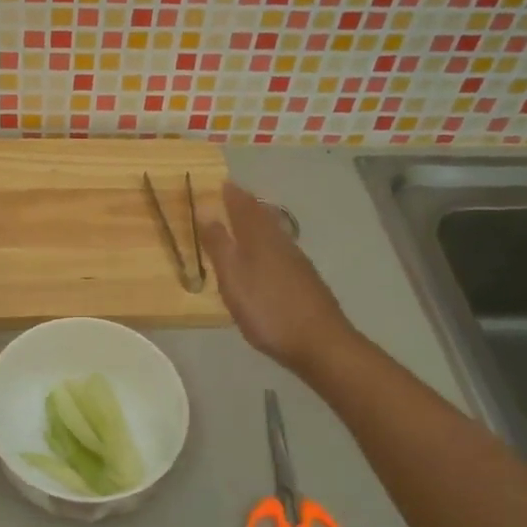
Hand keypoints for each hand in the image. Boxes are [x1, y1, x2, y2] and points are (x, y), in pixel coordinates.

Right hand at [200, 182, 352, 372]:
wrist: (320, 342)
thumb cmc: (267, 309)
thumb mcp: (233, 278)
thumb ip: (219, 245)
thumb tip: (206, 210)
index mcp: (260, 239)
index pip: (244, 207)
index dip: (233, 195)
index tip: (223, 183)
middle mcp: (280, 243)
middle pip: (263, 216)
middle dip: (247, 204)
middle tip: (234, 196)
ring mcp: (297, 262)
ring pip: (275, 232)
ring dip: (260, 221)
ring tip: (247, 220)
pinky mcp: (306, 280)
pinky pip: (282, 249)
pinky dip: (270, 242)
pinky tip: (268, 255)